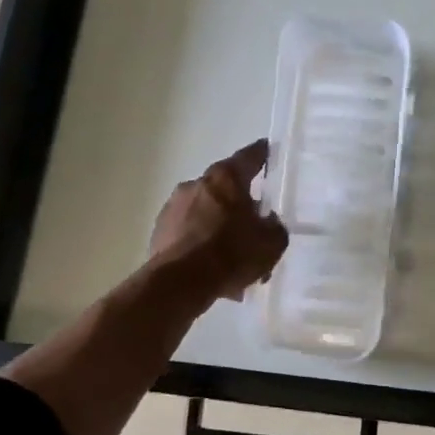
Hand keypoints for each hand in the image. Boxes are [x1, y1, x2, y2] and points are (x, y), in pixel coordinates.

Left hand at [149, 140, 289, 302]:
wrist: (180, 283)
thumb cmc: (231, 254)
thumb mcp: (272, 243)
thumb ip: (275, 226)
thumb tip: (267, 221)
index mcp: (226, 178)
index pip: (249, 157)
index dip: (261, 154)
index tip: (267, 150)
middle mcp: (196, 184)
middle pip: (225, 189)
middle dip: (239, 205)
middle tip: (255, 227)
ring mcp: (173, 207)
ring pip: (205, 213)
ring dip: (219, 228)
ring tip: (234, 259)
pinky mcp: (159, 232)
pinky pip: (189, 233)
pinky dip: (202, 244)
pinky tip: (213, 270)